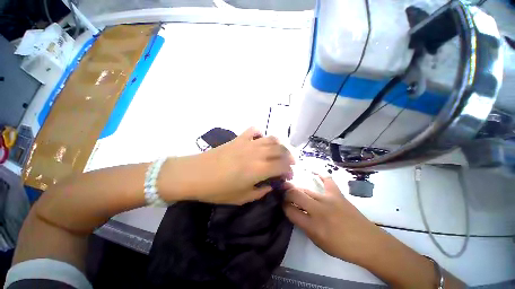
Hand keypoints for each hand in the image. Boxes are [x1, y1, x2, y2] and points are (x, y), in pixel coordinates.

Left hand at [161, 127, 294, 204]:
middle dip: (289, 156)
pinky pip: (254, 131)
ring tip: (279, 152)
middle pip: (281, 149)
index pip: (283, 165)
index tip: (289, 175)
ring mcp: (248, 143)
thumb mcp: (241, 198)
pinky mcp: (239, 138)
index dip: (289, 170)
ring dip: (279, 145)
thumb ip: (260, 192)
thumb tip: (270, 186)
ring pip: (271, 138)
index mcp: (259, 169)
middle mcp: (257, 153)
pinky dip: (260, 134)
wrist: (194, 174)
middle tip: (288, 163)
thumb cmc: (217, 190)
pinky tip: (259, 141)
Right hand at [283, 176, 384, 264]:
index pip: (290, 210)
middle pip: (295, 194)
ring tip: (293, 188)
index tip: (283, 204)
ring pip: (306, 189)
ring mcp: (328, 199)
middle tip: (285, 194)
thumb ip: (303, 225)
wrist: (368, 243)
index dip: (284, 206)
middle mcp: (318, 210)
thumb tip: (294, 211)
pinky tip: (313, 170)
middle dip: (287, 193)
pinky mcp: (338, 194)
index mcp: (313, 226)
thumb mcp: (318, 242)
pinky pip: (327, 180)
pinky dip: (320, 174)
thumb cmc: (341, 247)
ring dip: (297, 189)